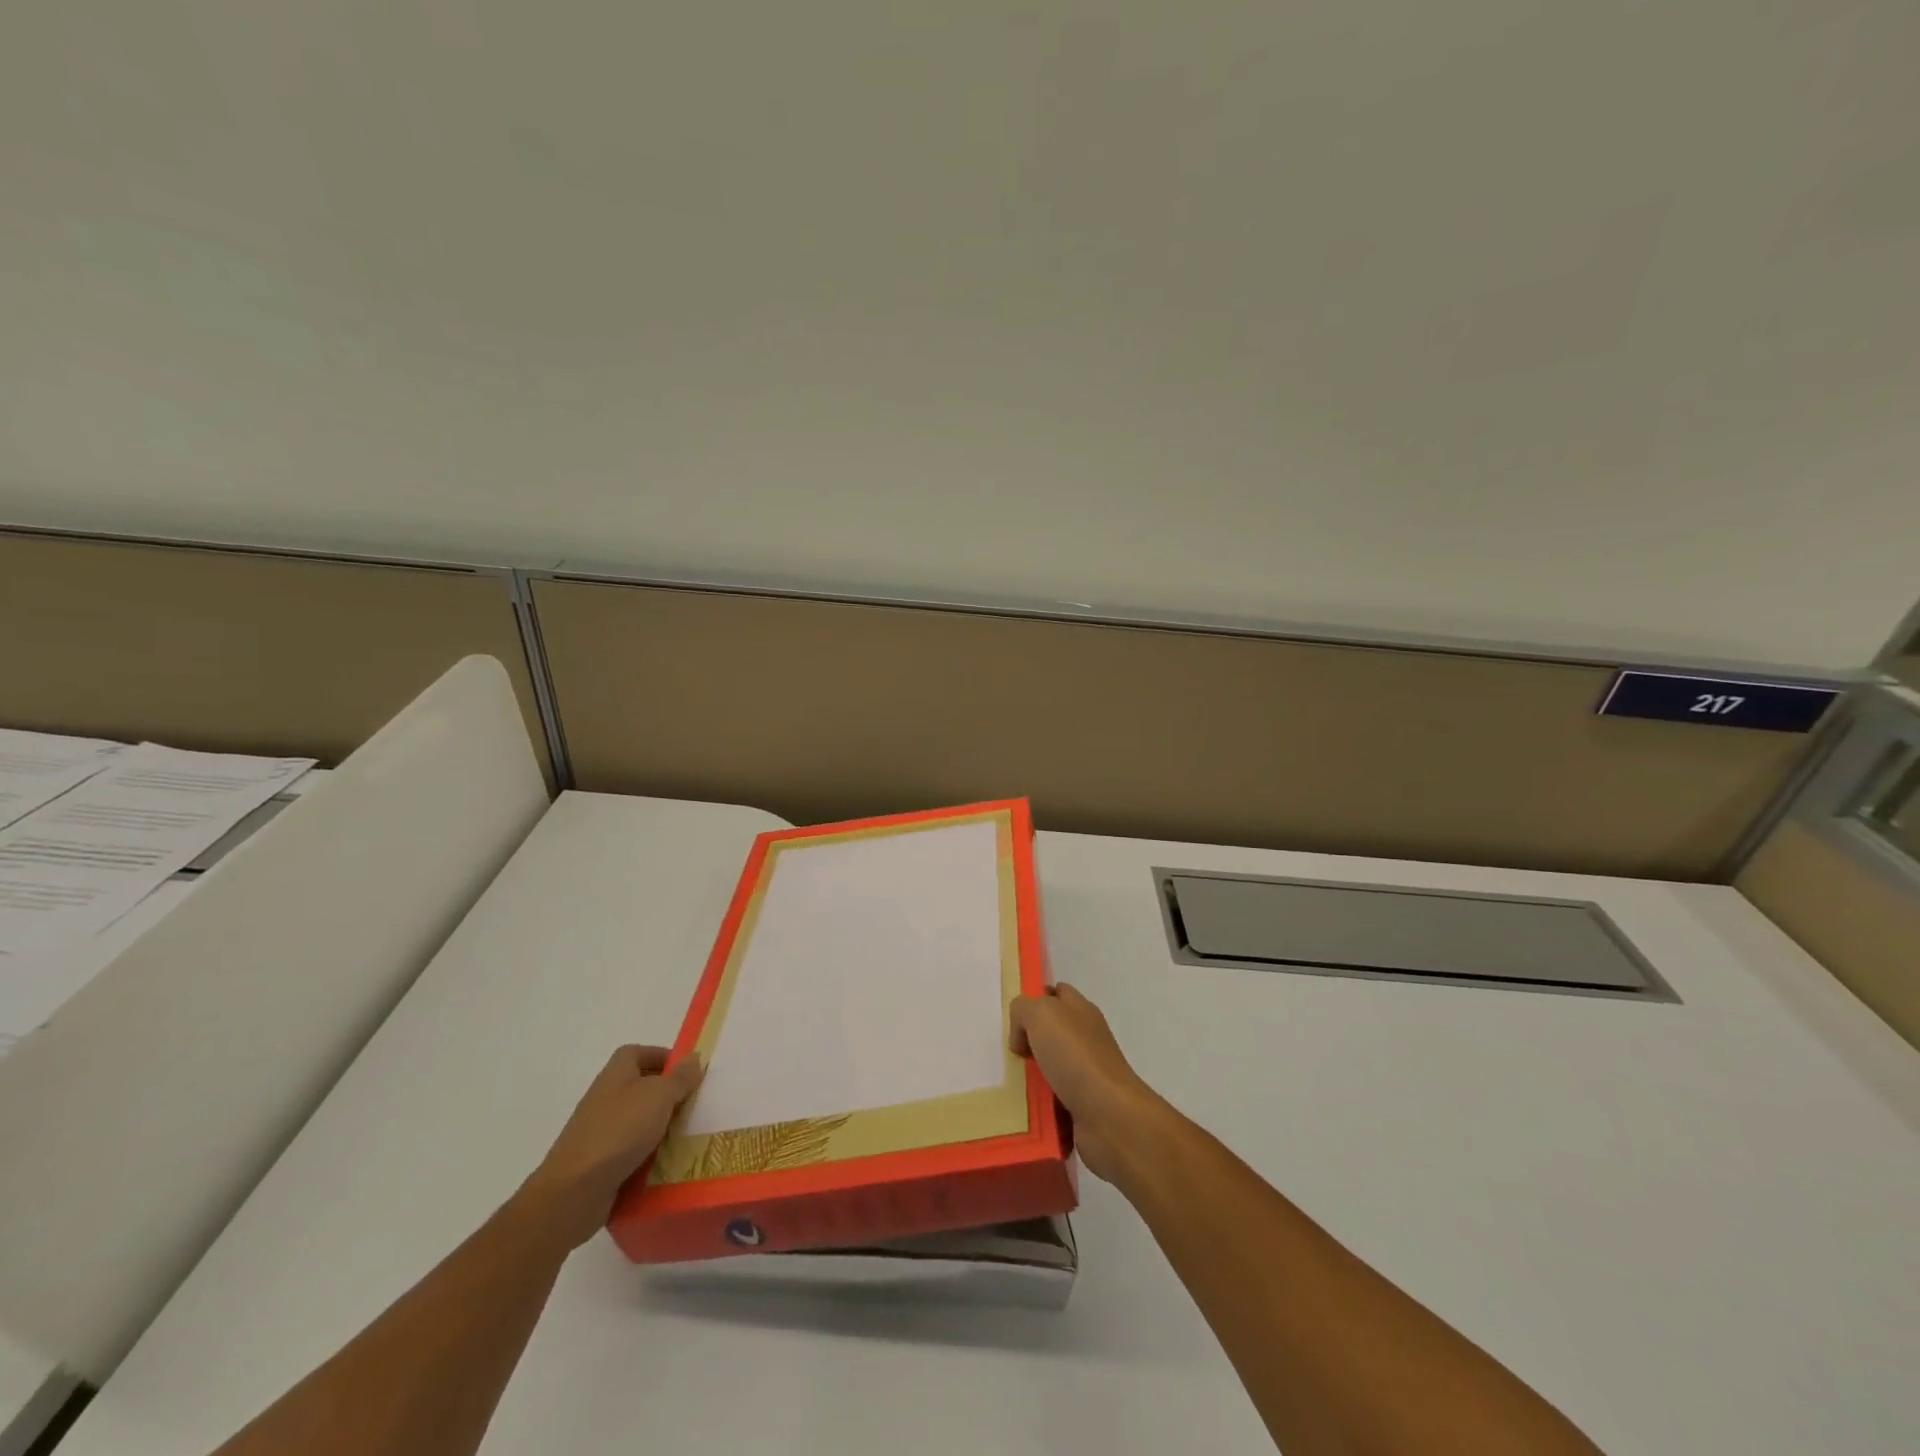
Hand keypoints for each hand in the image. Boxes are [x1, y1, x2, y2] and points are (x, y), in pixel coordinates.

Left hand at [520, 1045, 703, 1248]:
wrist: (573, 1192)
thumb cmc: (619, 1131)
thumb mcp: (659, 1096)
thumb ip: (680, 1077)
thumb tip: (694, 1058)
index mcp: (616, 1074)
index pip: (638, 1053)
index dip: (662, 1057)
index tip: (687, 1071)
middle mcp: (605, 1098)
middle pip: (640, 1087)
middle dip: (667, 1095)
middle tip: (694, 1104)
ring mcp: (600, 1132)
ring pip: (638, 1121)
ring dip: (660, 1127)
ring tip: (688, 1135)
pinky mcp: (600, 1163)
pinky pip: (631, 1152)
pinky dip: (648, 1156)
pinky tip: (667, 1164)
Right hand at [1008, 983, 1166, 1183]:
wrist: (1110, 1117)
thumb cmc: (1076, 1057)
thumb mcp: (1042, 1014)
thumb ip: (1023, 1010)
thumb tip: (1022, 1036)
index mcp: (1081, 1011)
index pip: (1057, 994)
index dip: (1035, 999)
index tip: (1013, 1018)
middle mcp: (1085, 1040)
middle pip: (1049, 1034)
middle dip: (1025, 1043)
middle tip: (1004, 1054)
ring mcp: (1085, 1075)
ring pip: (1046, 1070)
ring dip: (1027, 1079)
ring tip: (1006, 1085)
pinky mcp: (1081, 1108)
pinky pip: (1050, 1103)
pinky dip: (1036, 1107)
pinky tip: (1020, 1112)